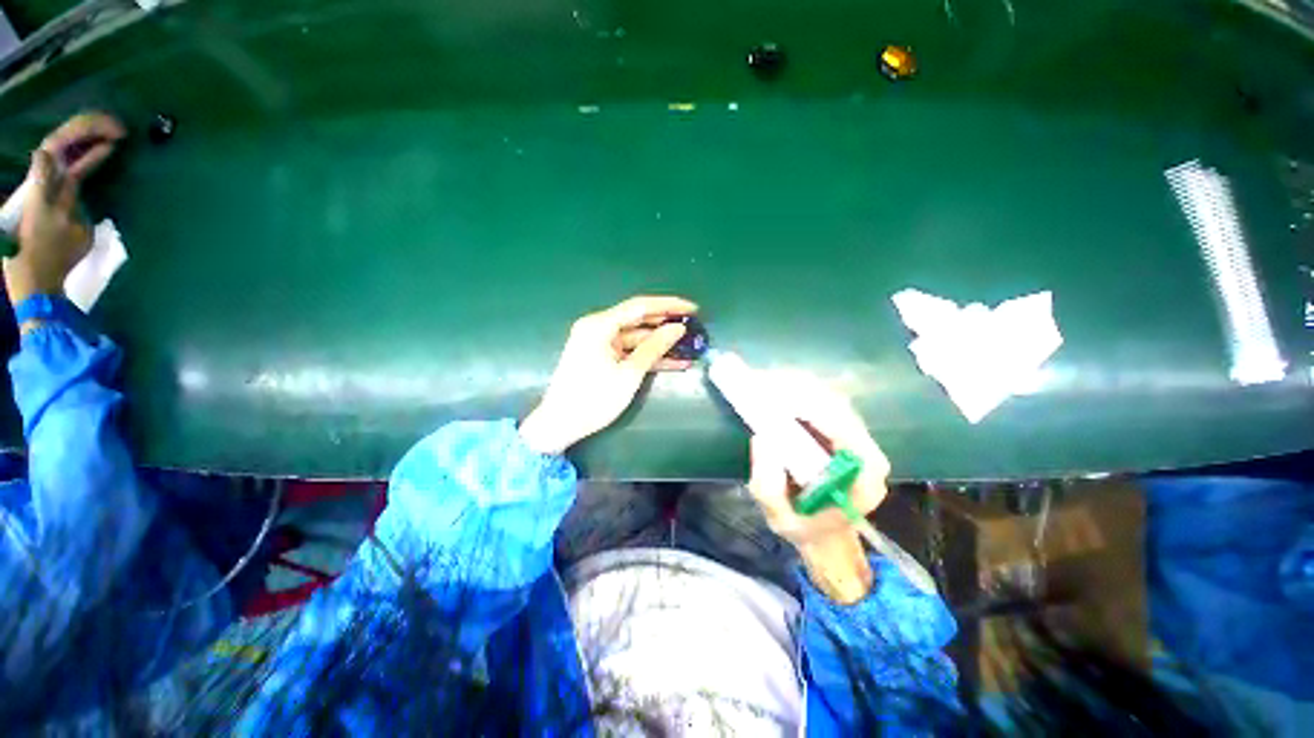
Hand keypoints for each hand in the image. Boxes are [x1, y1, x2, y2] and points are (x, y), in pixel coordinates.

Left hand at [5, 113, 125, 308]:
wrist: (41, 277)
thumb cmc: (49, 251)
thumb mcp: (45, 215)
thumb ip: (44, 183)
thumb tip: (45, 153)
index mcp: (46, 179)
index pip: (63, 143)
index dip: (86, 131)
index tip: (114, 130)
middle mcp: (49, 176)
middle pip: (67, 141)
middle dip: (92, 130)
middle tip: (121, 128)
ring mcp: (57, 185)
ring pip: (74, 151)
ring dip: (94, 139)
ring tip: (118, 135)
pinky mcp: (66, 195)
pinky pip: (79, 166)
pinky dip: (93, 156)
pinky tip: (108, 151)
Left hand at [519, 295, 698, 454]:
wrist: (560, 425)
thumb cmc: (594, 399)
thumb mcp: (629, 374)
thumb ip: (654, 348)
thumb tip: (677, 328)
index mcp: (600, 325)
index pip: (640, 306)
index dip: (669, 305)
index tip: (692, 309)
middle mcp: (598, 328)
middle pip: (638, 319)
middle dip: (666, 324)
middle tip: (693, 326)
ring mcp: (599, 343)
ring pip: (636, 337)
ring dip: (660, 343)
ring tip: (689, 346)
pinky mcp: (602, 357)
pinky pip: (629, 351)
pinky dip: (648, 356)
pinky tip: (673, 361)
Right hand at [746, 381, 889, 601]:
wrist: (823, 530)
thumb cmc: (804, 527)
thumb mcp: (779, 519)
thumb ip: (769, 489)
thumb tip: (762, 439)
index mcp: (863, 479)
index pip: (848, 433)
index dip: (816, 413)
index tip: (781, 404)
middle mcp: (866, 451)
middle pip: (837, 407)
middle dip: (798, 393)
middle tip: (761, 386)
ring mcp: (855, 436)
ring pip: (829, 398)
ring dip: (794, 387)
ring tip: (761, 383)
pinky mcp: (840, 427)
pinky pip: (820, 399)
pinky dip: (795, 390)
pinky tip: (772, 389)